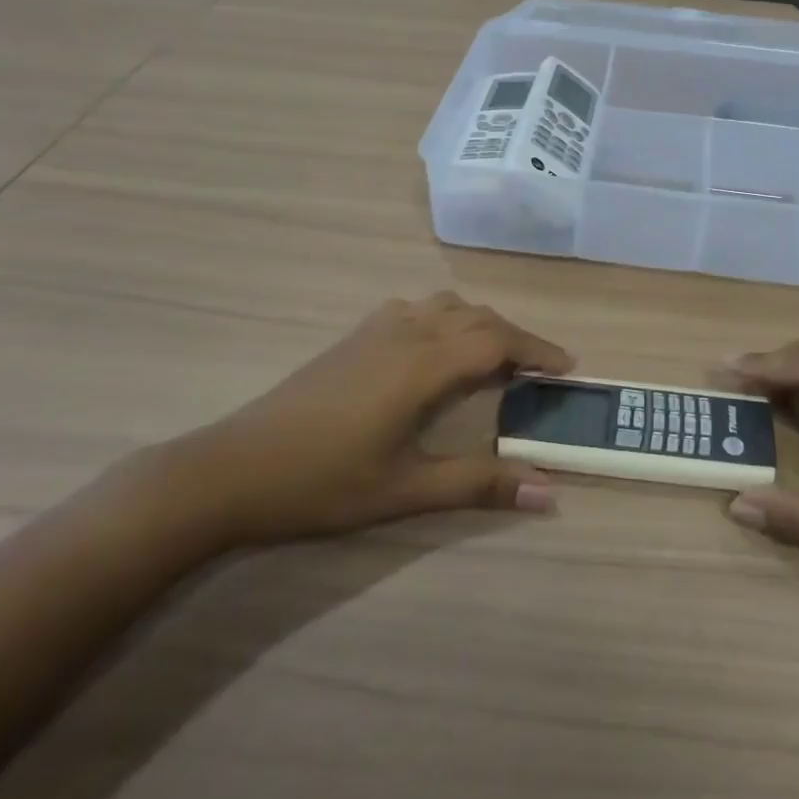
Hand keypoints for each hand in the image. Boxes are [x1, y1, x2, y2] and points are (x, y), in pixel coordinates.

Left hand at [155, 293, 572, 550]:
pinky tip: (435, 350)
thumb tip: (548, 492)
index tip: (568, 368)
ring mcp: (375, 330)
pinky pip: (416, 309)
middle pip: (477, 317)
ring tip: (495, 357)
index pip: (497, 342)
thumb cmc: (323, 482)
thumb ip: (479, 485)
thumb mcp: (406, 490)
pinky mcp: (352, 337)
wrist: (231, 469)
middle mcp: (405, 333)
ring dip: (480, 323)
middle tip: (540, 370)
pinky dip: (445, 319)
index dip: (537, 350)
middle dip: (516, 337)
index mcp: (423, 365)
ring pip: (445, 306)